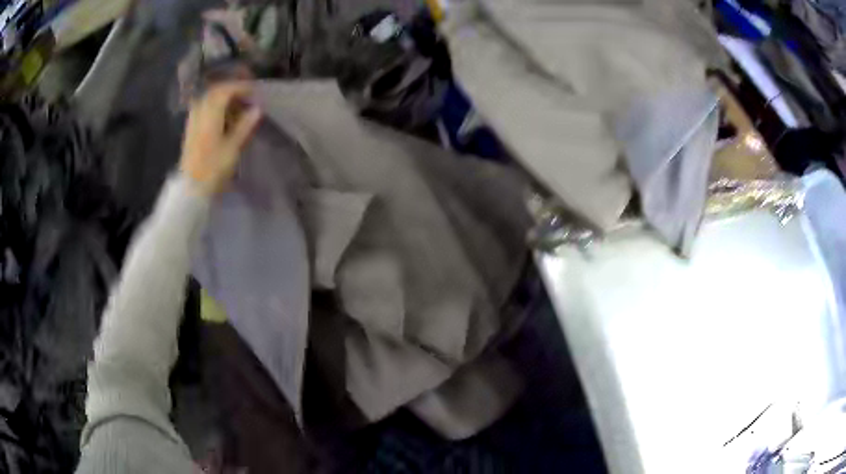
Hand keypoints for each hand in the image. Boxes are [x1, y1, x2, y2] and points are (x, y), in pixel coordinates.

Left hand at [180, 82, 261, 194]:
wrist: (191, 189)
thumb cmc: (213, 169)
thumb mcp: (233, 148)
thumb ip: (245, 125)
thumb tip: (257, 108)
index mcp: (210, 114)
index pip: (225, 91)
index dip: (241, 87)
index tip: (255, 90)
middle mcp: (200, 113)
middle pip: (215, 92)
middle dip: (232, 89)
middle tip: (247, 94)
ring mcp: (193, 121)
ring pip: (208, 100)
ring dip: (223, 97)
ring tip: (237, 104)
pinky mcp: (191, 130)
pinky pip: (203, 109)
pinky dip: (215, 107)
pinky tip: (223, 115)